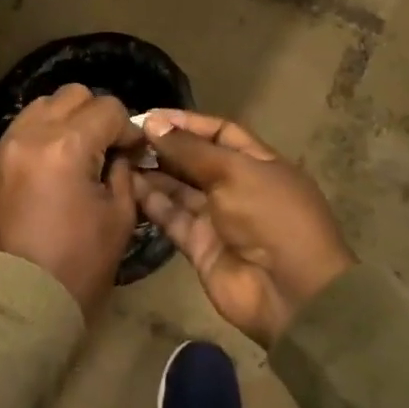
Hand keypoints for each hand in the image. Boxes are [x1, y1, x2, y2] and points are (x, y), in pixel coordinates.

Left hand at [0, 84, 143, 313]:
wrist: (20, 300)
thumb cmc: (78, 264)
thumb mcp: (119, 216)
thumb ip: (123, 172)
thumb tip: (121, 151)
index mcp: (66, 147)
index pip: (107, 108)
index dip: (127, 128)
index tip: (132, 153)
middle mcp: (31, 134)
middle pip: (72, 95)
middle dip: (96, 115)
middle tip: (105, 147)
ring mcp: (5, 145)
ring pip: (42, 105)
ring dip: (66, 120)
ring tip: (76, 153)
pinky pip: (21, 128)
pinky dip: (41, 134)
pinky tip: (52, 164)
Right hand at [136, 109, 354, 345]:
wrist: (289, 292)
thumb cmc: (270, 217)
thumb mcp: (233, 172)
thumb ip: (190, 149)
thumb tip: (153, 123)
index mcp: (258, 163)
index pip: (219, 133)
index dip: (187, 123)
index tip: (150, 115)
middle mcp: (237, 187)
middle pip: (195, 161)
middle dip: (164, 147)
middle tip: (127, 136)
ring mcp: (217, 218)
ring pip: (179, 189)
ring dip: (153, 173)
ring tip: (119, 157)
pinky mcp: (199, 245)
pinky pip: (171, 217)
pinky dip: (151, 202)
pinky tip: (127, 186)